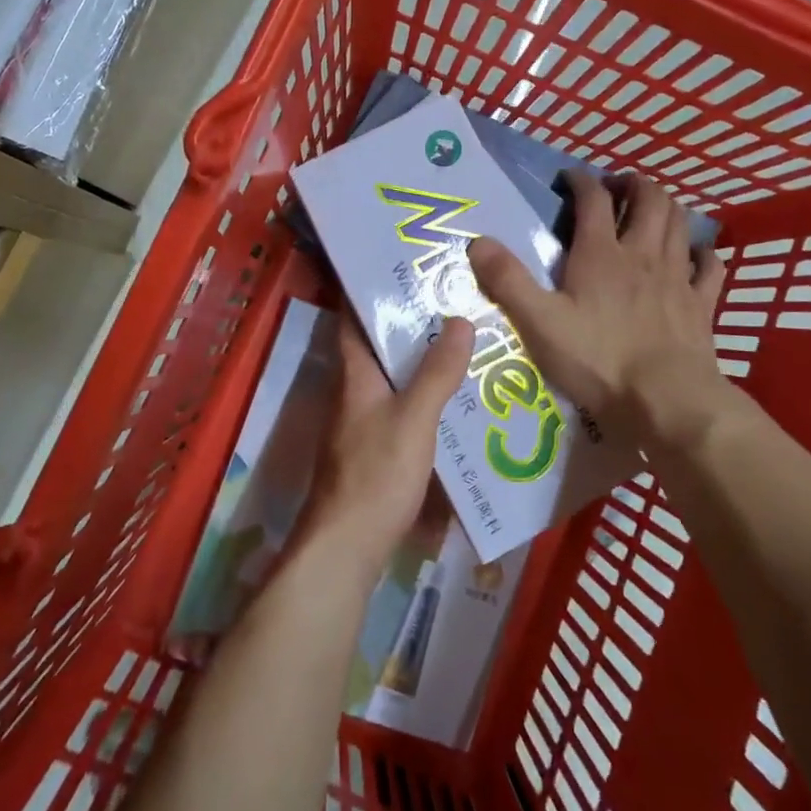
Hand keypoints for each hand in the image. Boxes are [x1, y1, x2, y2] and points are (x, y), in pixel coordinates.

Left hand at [299, 312, 475, 564]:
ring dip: (420, 357)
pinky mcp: (374, 447)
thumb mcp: (414, 419)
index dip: (368, 288)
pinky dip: (424, 392)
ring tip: (463, 337)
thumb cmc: (376, 474)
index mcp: (354, 373)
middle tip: (450, 296)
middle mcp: (353, 390)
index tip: (400, 264)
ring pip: (392, 375)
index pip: (352, 318)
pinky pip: (401, 405)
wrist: (347, 546)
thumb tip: (460, 319)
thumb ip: (437, 372)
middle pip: (377, 344)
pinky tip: (455, 395)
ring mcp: (362, 420)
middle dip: (408, 320)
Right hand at [467, 171, 742, 448]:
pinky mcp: (701, 304)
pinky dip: (702, 252)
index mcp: (601, 254)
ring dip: (666, 207)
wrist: (667, 401)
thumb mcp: (538, 322)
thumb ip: (507, 280)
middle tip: (618, 187)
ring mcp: (677, 277)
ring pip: (680, 224)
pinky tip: (694, 255)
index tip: (569, 178)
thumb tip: (477, 241)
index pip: (593, 200)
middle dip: (634, 184)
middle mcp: (642, 254)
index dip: (581, 181)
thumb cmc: (598, 360)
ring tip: (651, 208)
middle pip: (649, 199)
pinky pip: (709, 266)